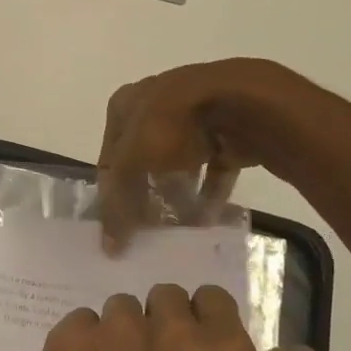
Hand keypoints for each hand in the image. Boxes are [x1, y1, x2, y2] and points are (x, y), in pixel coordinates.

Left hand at [30, 282, 317, 350]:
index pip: (213, 300)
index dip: (201, 321)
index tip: (191, 350)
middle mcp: (173, 326)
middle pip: (166, 298)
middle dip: (160, 323)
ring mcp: (119, 327)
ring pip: (121, 308)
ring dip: (120, 334)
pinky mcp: (73, 334)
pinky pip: (80, 322)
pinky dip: (81, 345)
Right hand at [96, 59, 287, 251]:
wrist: (241, 103)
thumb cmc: (171, 124)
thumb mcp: (131, 164)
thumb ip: (117, 204)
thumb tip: (109, 247)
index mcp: (125, 104)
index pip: (109, 157)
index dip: (112, 193)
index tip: (119, 227)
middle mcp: (156, 105)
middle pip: (144, 160)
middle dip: (147, 195)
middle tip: (150, 229)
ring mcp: (194, 117)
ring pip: (179, 163)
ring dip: (179, 195)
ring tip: (179, 228)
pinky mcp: (227, 131)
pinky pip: (213, 167)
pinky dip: (209, 191)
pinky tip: (207, 218)